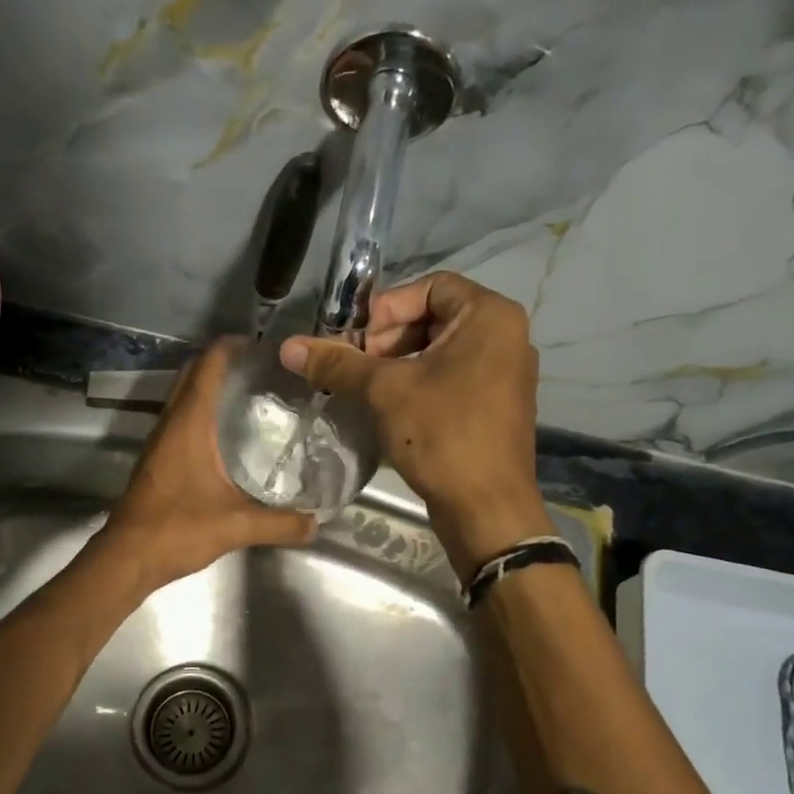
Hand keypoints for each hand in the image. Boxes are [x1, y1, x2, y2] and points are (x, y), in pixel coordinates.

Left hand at [97, 339, 316, 590]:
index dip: (231, 347)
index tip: (262, 346)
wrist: (127, 557)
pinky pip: (180, 418)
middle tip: (262, 369)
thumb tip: (317, 523)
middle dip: (222, 361)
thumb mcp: (237, 526)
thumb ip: (280, 524)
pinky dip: (201, 410)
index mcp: (189, 424)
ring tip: (250, 394)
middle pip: (193, 374)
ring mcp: (159, 440)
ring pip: (183, 395)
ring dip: (209, 385)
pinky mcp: (157, 459)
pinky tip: (226, 433)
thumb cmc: (178, 530)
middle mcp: (171, 423)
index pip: (208, 366)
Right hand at [280, 273, 550, 578]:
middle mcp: (505, 336)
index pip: (430, 286)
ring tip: (365, 390)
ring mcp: (504, 373)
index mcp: (490, 317)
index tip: (357, 343)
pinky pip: (450, 377)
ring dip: (397, 364)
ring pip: (439, 351)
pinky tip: (388, 410)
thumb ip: (338, 363)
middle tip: (356, 368)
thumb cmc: (443, 435)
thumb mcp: (385, 392)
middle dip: (387, 339)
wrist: (487, 508)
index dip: (386, 309)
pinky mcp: (494, 405)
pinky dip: (417, 384)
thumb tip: (289, 347)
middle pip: (433, 317)